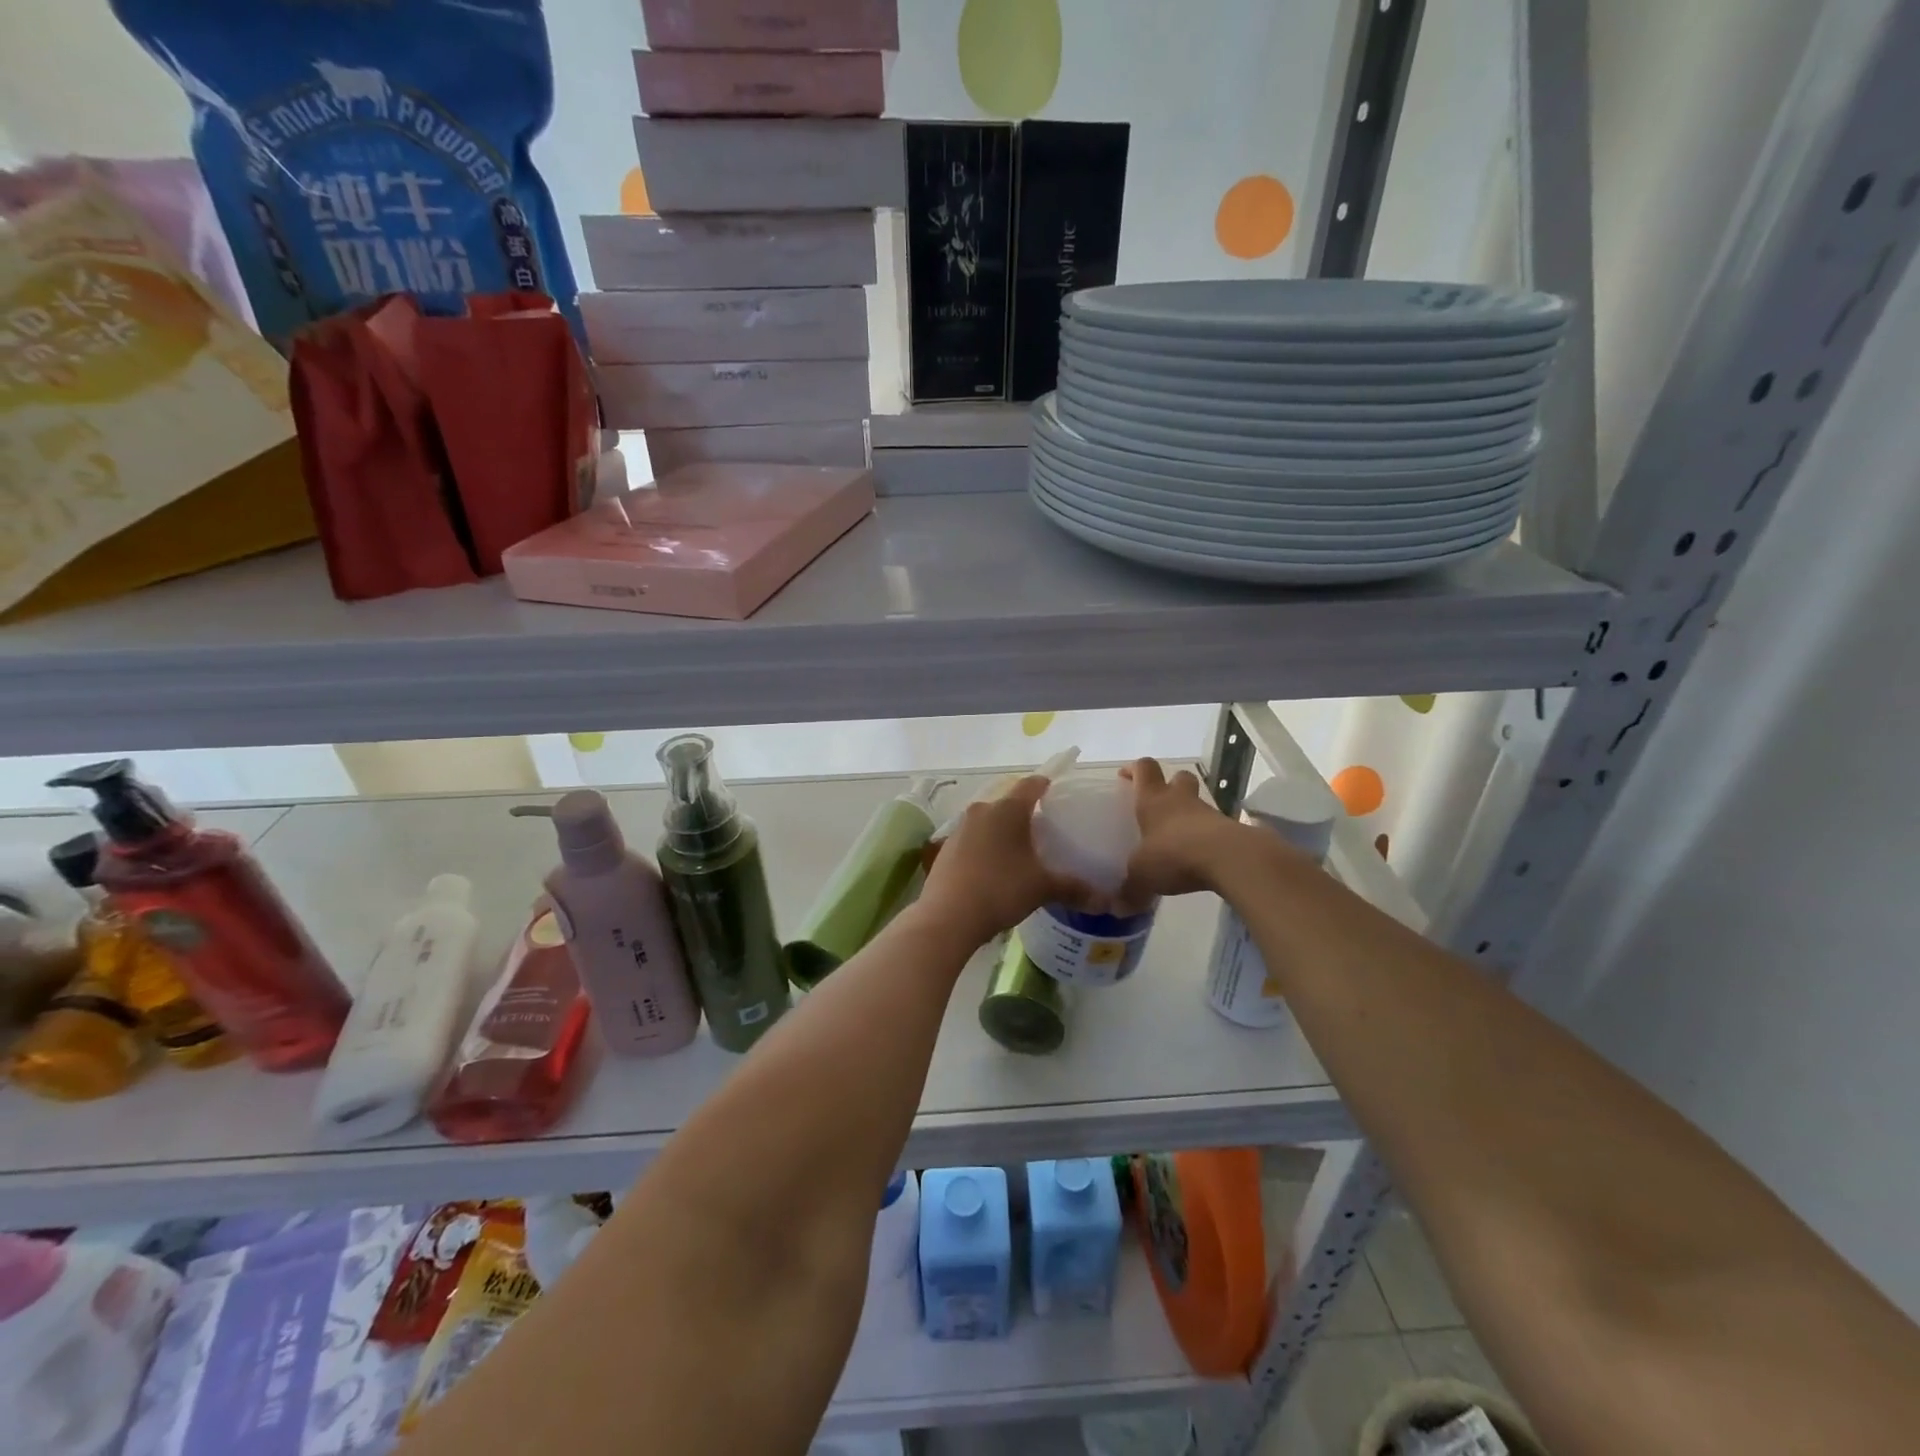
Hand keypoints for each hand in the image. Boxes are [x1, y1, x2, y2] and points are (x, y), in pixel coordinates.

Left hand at [920, 777, 1090, 945]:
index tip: (1058, 792)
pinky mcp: (946, 849)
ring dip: (1004, 832)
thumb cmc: (1000, 889)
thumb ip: (1074, 889)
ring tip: (1023, 851)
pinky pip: (974, 840)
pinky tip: (996, 869)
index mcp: (1007, 809)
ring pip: (989, 822)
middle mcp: (981, 811)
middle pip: (1008, 803)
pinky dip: (987, 848)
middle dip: (1026, 813)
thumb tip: (1106, 901)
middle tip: (1046, 829)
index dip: (1046, 785)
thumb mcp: (1042, 888)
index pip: (1031, 784)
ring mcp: (960, 829)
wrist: (947, 917)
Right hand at [1120, 758, 1243, 898]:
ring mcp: (1209, 813)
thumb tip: (1116, 909)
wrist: (1230, 859)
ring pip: (1198, 803)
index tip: (1126, 777)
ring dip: (1190, 815)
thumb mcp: (1142, 877)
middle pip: (1178, 777)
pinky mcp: (1231, 830)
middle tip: (1159, 806)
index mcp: (1153, 800)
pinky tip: (1199, 858)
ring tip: (1179, 839)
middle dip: (1169, 786)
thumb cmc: (1174, 855)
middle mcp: (1181, 800)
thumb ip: (1129, 891)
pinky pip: (1215, 828)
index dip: (1135, 770)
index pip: (1144, 769)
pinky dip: (1207, 838)